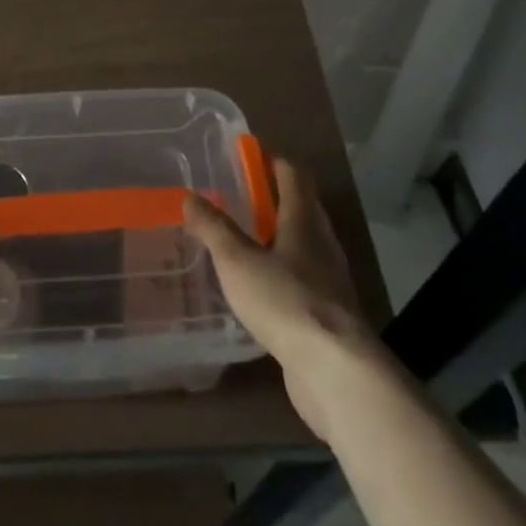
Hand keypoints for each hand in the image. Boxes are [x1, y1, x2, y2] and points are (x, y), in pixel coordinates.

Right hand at [184, 158, 373, 438]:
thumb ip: (214, 229)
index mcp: (304, 219)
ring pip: (304, 244)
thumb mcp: (238, 261)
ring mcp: (330, 280)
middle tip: (240, 197)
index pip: (294, 175)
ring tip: (245, 241)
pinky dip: (284, 272)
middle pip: (302, 207)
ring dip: (279, 236)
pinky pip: (304, 279)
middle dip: (274, 198)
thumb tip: (190, 196)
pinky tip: (262, 288)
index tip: (249, 155)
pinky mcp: (328, 313)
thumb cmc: (285, 301)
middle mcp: (322, 242)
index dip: (273, 161)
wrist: (335, 370)